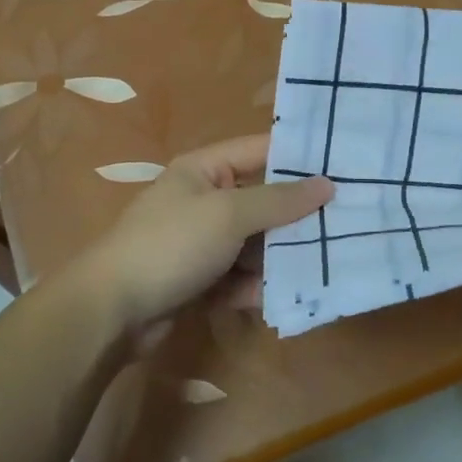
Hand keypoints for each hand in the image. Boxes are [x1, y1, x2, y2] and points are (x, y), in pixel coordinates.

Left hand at [64, 135, 332, 341]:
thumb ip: (278, 200)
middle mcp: (205, 200)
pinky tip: (278, 298)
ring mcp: (202, 242)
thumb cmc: (172, 244)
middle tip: (347, 221)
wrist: (114, 309)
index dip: (299, 157)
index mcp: (205, 169)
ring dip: (280, 257)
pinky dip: (255, 286)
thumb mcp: (228, 214)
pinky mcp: (200, 280)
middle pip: (262, 201)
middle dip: (297, 215)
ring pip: (254, 243)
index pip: (260, 151)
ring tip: (324, 265)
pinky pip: (239, 276)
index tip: (346, 164)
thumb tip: (326, 183)